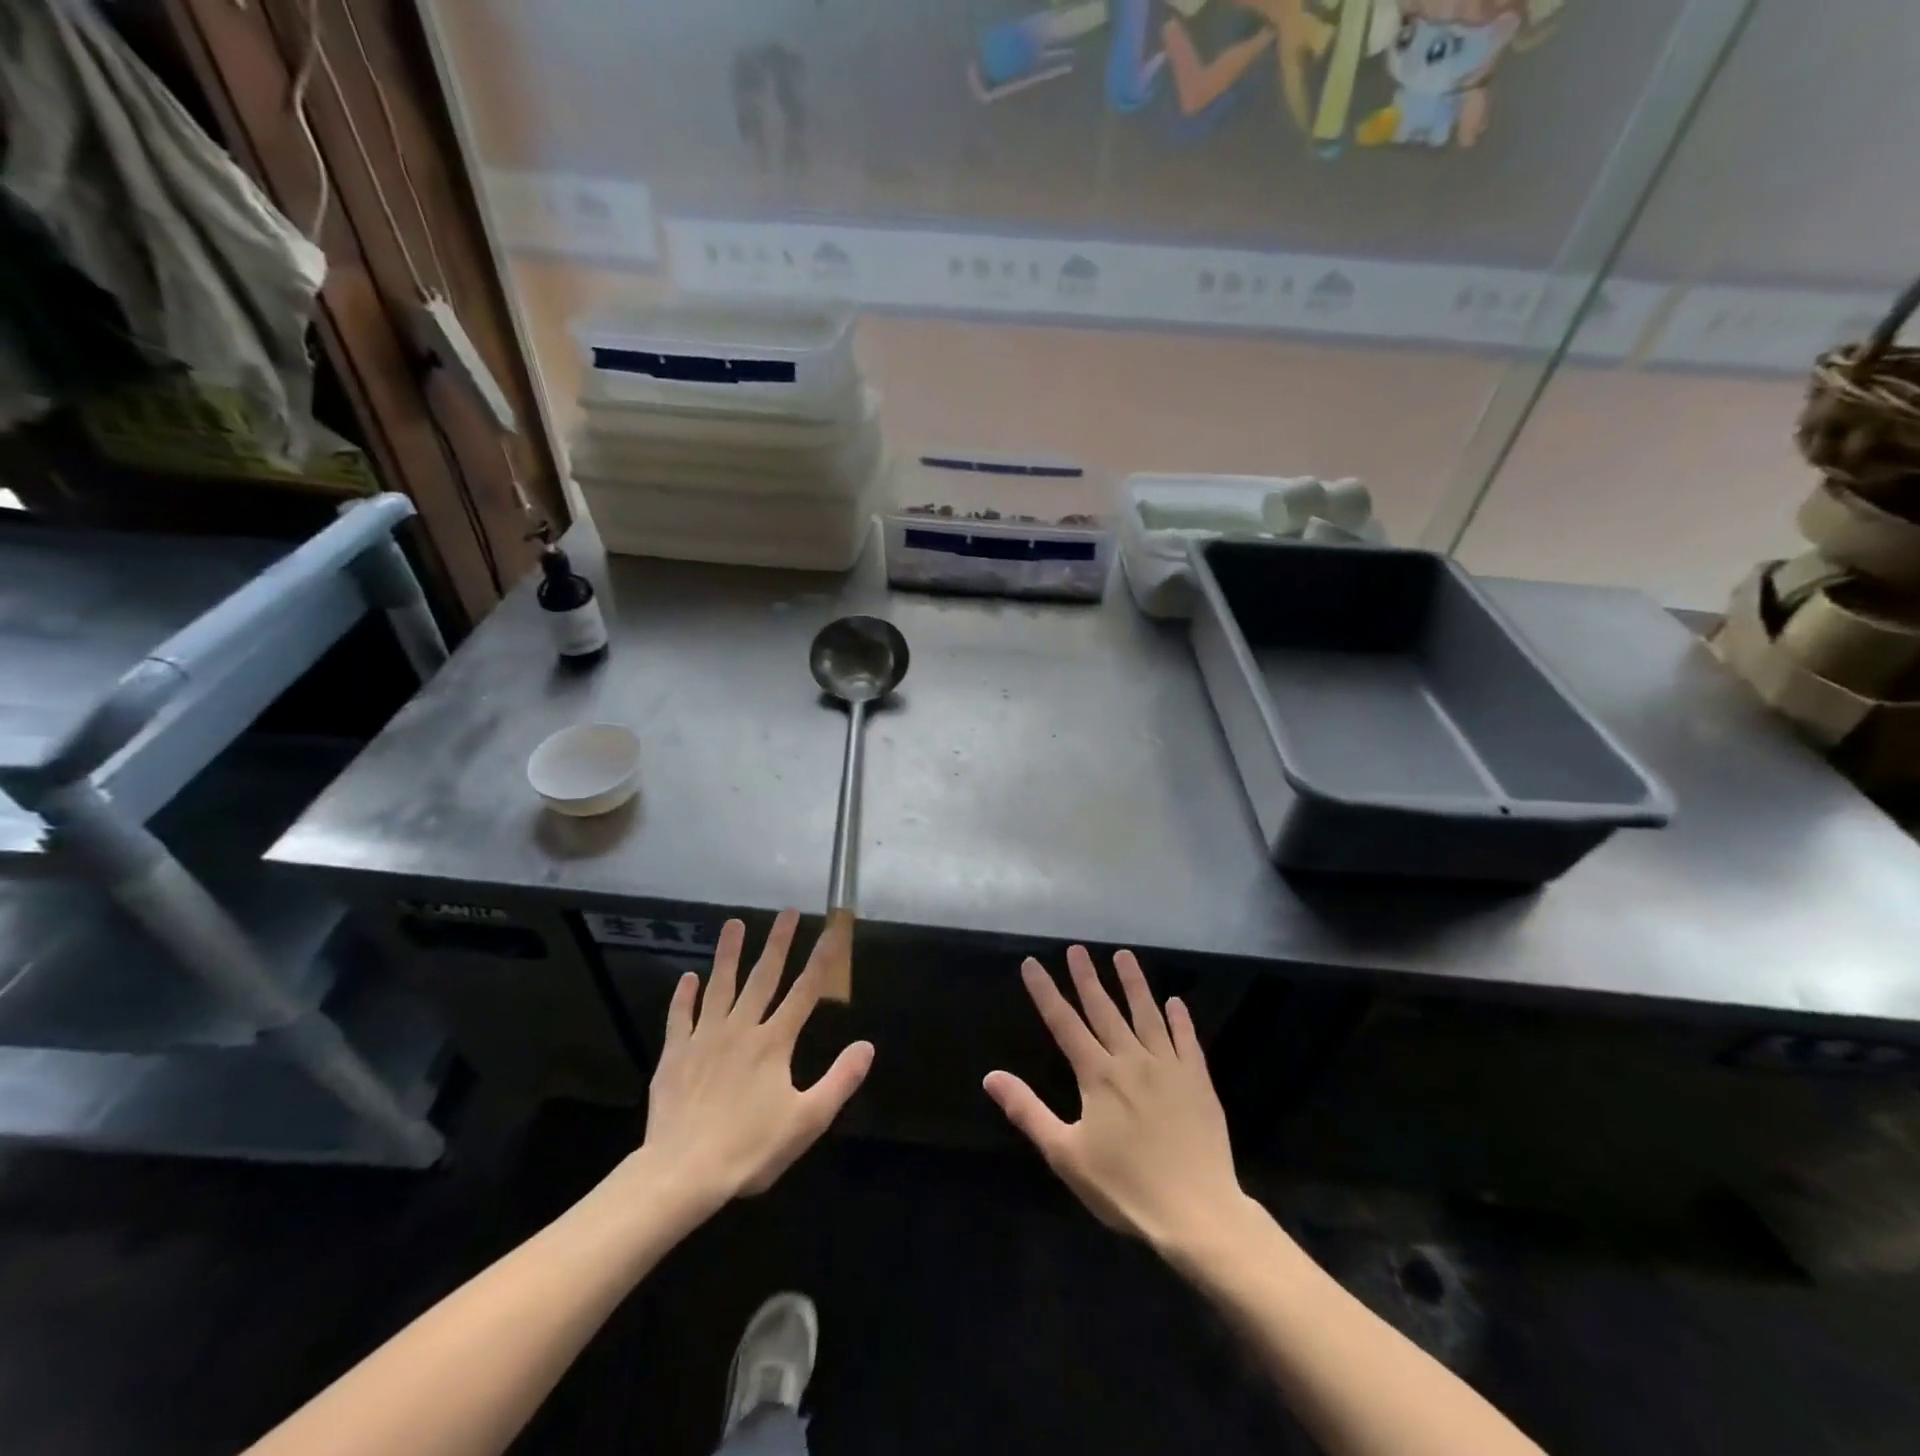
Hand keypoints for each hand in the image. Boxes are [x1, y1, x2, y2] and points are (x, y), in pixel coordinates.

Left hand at [630, 911, 872, 1215]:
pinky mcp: (676, 1054)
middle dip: (778, 943)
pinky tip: (688, 977)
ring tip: (733, 923)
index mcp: (774, 1043)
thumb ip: (839, 1080)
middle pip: (763, 978)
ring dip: (728, 954)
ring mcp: (705, 1038)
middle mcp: (741, 1029)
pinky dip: (684, 996)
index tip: (832, 929)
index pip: (805, 992)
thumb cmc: (750, 1149)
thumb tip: (867, 1045)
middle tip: (786, 911)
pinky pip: (680, 1017)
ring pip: (720, 986)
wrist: (682, 1172)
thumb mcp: (807, 1121)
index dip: (822, 959)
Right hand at [984, 947, 1244, 1252]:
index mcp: (1098, 1075)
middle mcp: (1131, 1060)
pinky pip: (1187, 1041)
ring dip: (1134, 984)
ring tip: (1124, 955)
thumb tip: (991, 1076)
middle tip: (1077, 949)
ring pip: (1147, 1015)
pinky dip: (1180, 1020)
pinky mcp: (1198, 1082)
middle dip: (1087, 978)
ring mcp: (1168, 1068)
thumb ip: (1028, 1111)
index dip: (1045, 992)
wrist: (1197, 1214)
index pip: (1064, 1023)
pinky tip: (1175, 1002)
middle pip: (1104, 1010)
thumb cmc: (1125, 1188)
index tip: (1032, 963)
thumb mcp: (1065, 1155)